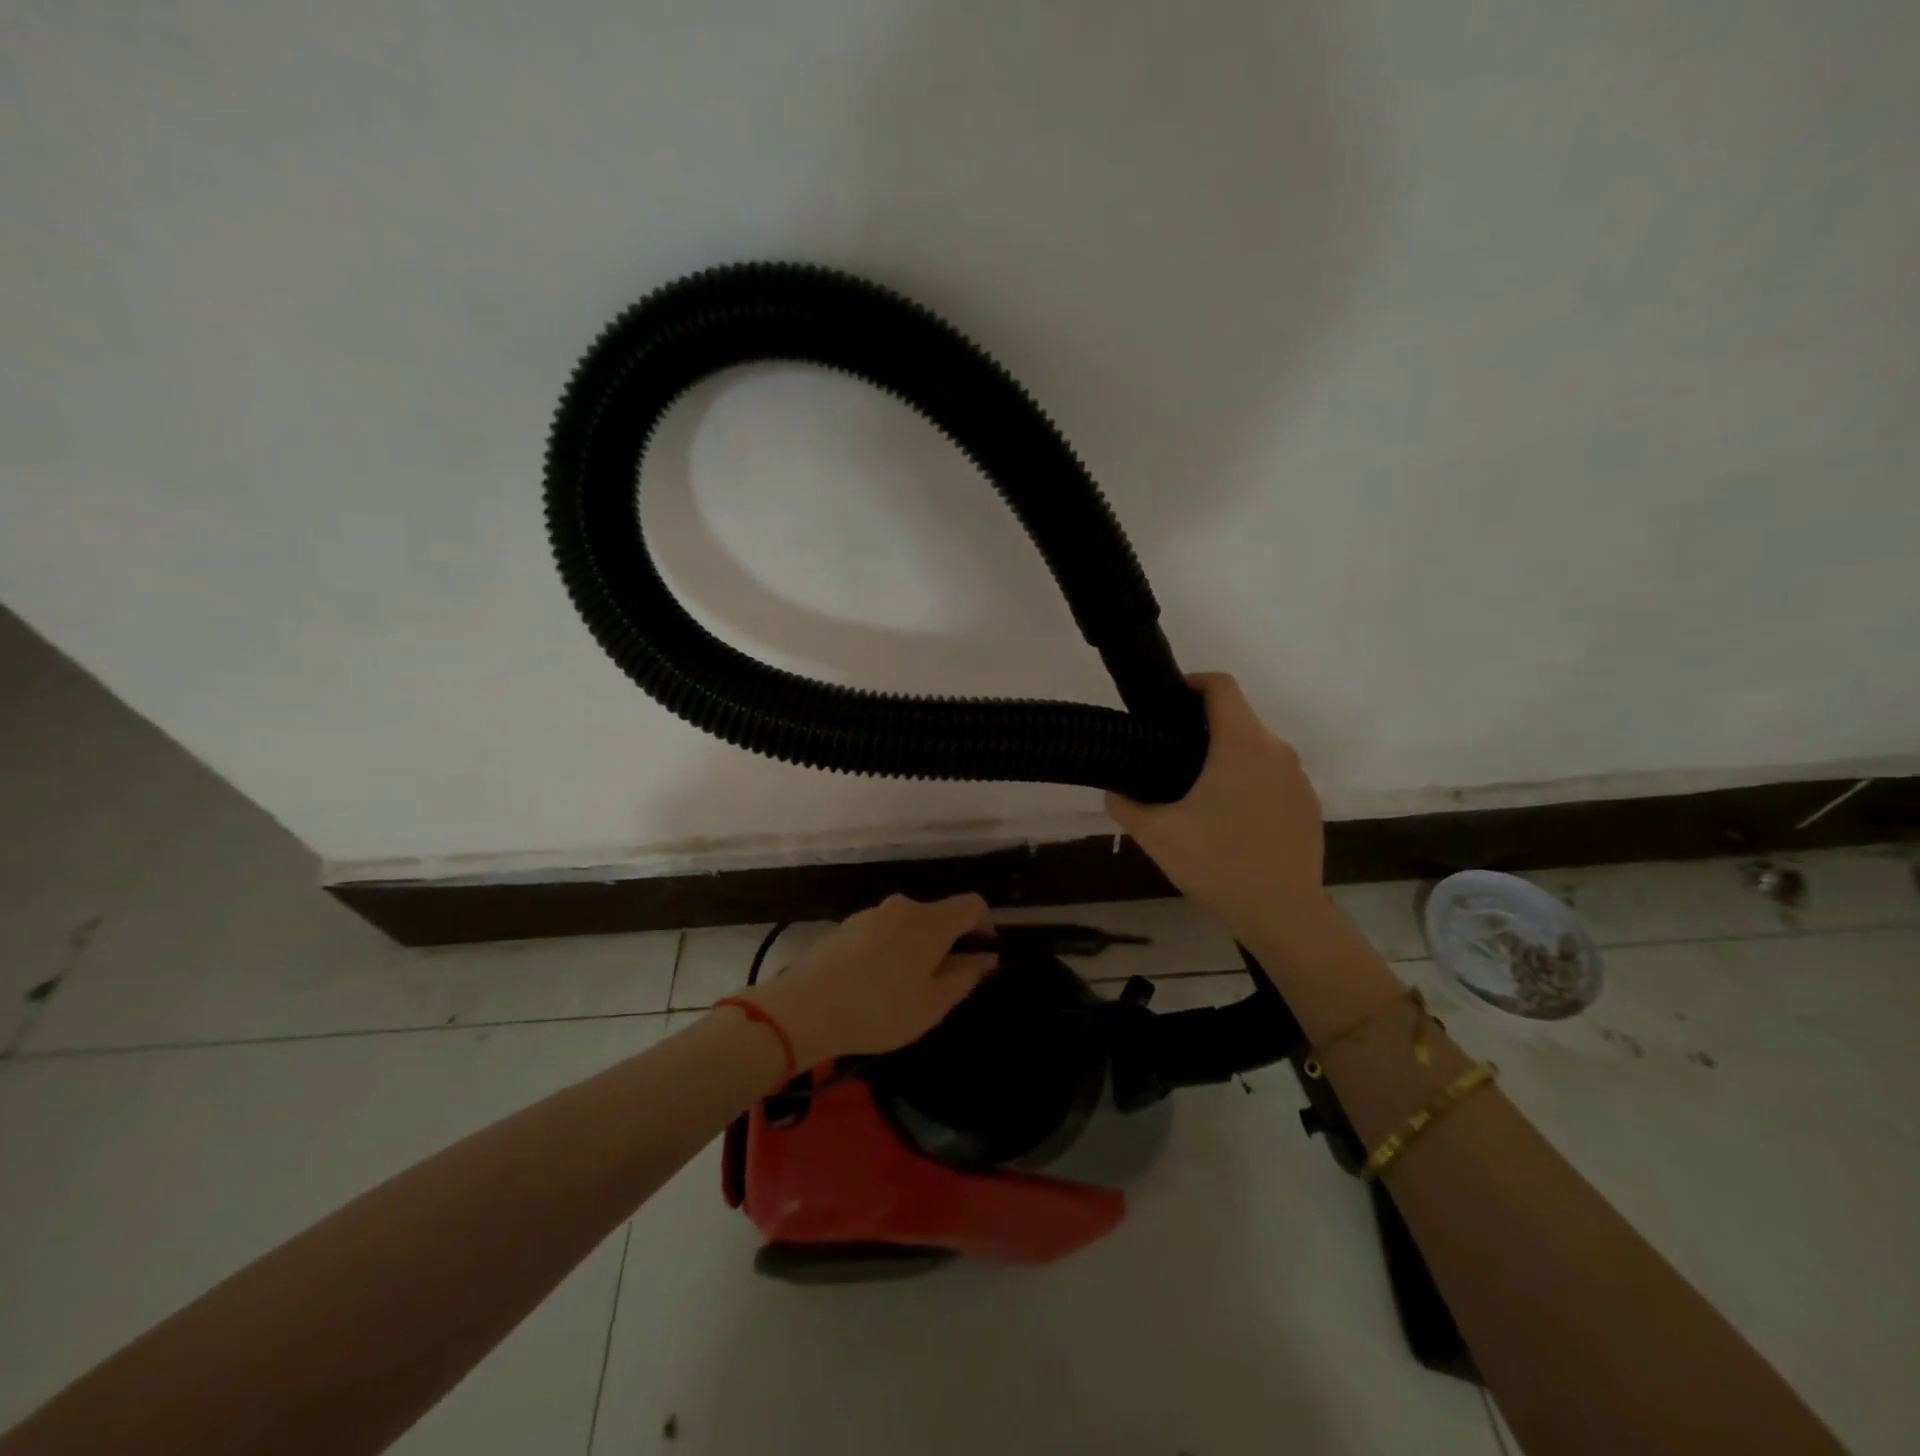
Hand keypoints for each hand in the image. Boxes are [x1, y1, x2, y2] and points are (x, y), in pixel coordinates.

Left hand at [744, 894, 996, 1067]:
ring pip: (908, 926)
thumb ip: (965, 976)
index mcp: (931, 921)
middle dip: (948, 944)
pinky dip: (890, 952)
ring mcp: (871, 914)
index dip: (986, 925)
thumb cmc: (880, 1008)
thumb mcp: (933, 1004)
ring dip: (916, 949)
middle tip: (942, 985)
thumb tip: (985, 957)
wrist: (805, 1008)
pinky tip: (874, 986)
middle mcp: (904, 907)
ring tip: (904, 991)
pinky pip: (882, 933)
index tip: (983, 953)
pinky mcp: (847, 926)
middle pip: (938, 916)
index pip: (973, 904)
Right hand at [1106, 673, 1325, 937]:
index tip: (1165, 703)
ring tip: (1195, 793)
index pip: (1221, 686)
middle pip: (1238, 718)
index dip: (1191, 683)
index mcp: (1242, 745)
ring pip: (1256, 750)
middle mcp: (1277, 751)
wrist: (1283, 914)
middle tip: (1167, 756)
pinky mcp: (1307, 806)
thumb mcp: (1157, 835)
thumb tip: (1113, 791)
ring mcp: (1298, 780)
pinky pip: (1272, 778)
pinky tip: (1228, 822)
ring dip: (1226, 758)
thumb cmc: (1218, 863)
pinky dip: (1248, 784)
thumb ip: (1126, 805)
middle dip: (1202, 728)